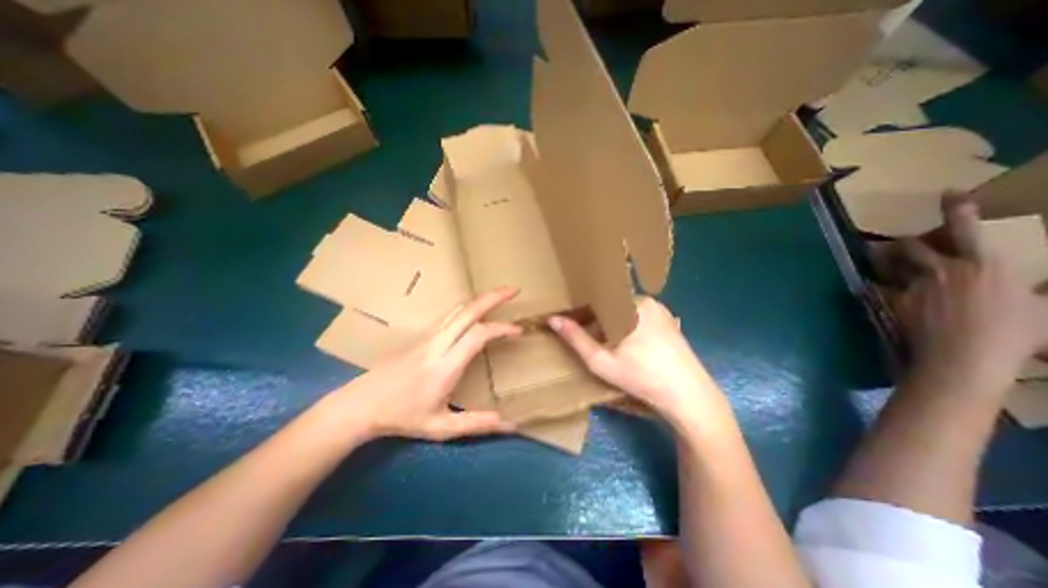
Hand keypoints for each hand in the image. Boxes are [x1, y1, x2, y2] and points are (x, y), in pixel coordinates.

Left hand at [328, 288, 520, 443]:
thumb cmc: (401, 417)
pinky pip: (449, 314)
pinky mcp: (421, 335)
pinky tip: (475, 310)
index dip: (501, 328)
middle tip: (514, 290)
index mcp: (444, 366)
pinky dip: (468, 307)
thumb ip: (477, 424)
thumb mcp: (441, 428)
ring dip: (480, 299)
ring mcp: (427, 336)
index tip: (518, 330)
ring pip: (457, 309)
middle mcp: (437, 344)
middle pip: (468, 311)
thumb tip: (510, 425)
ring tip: (499, 294)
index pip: (477, 336)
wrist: (361, 404)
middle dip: (493, 297)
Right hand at [548, 299, 730, 430]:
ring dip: (612, 325)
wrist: (689, 398)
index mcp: (633, 304)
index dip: (583, 311)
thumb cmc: (642, 377)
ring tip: (605, 345)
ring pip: (625, 313)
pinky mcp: (669, 323)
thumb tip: (553, 319)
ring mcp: (662, 312)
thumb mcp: (601, 361)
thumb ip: (576, 338)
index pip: (599, 299)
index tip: (573, 324)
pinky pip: (639, 319)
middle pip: (612, 306)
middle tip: (589, 339)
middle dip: (598, 320)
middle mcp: (648, 301)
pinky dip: (627, 328)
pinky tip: (627, 348)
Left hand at [886, 196, 1046, 396]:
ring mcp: (914, 284)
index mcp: (984, 264)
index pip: (968, 229)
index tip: (948, 192)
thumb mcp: (1046, 309)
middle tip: (906, 244)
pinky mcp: (894, 300)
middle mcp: (942, 269)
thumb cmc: (1017, 333)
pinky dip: (880, 287)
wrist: (964, 354)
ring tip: (883, 260)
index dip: (958, 208)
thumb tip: (1039, 285)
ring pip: (891, 264)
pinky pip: (880, 288)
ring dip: (888, 261)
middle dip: (908, 243)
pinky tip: (878, 290)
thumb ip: (1040, 291)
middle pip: (913, 246)